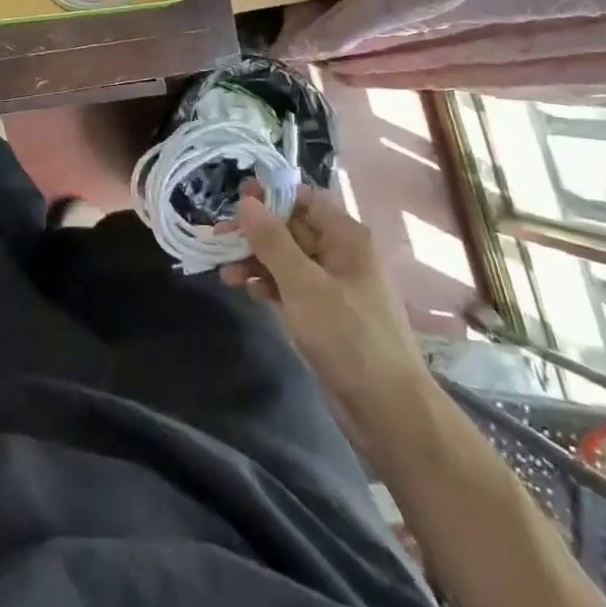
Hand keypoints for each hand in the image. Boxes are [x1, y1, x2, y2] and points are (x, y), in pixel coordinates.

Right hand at [222, 183, 433, 438]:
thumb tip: (246, 201)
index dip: (269, 196)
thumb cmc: (348, 337)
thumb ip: (272, 240)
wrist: (387, 410)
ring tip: (224, 272)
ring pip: (287, 259)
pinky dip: (268, 284)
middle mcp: (341, 254)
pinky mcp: (324, 313)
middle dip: (254, 232)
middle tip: (217, 237)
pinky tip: (246, 290)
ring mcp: (333, 285)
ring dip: (255, 260)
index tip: (233, 200)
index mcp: (346, 238)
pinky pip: (290, 286)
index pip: (303, 199)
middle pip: (291, 228)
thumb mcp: (303, 284)